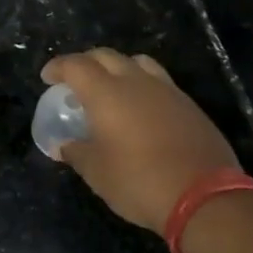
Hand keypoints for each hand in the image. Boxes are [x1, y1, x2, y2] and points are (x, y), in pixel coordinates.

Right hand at [41, 49, 241, 233]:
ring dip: (118, 68)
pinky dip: (142, 86)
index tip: (48, 77)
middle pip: (106, 56)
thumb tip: (64, 145)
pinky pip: (160, 82)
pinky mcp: (189, 105)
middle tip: (75, 80)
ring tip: (111, 88)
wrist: (204, 196)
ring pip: (137, 63)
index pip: (76, 65)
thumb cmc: (139, 181)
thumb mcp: (97, 173)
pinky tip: (141, 110)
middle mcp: (136, 82)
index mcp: (106, 93)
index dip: (58, 67)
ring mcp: (167, 91)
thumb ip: (77, 153)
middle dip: (86, 63)